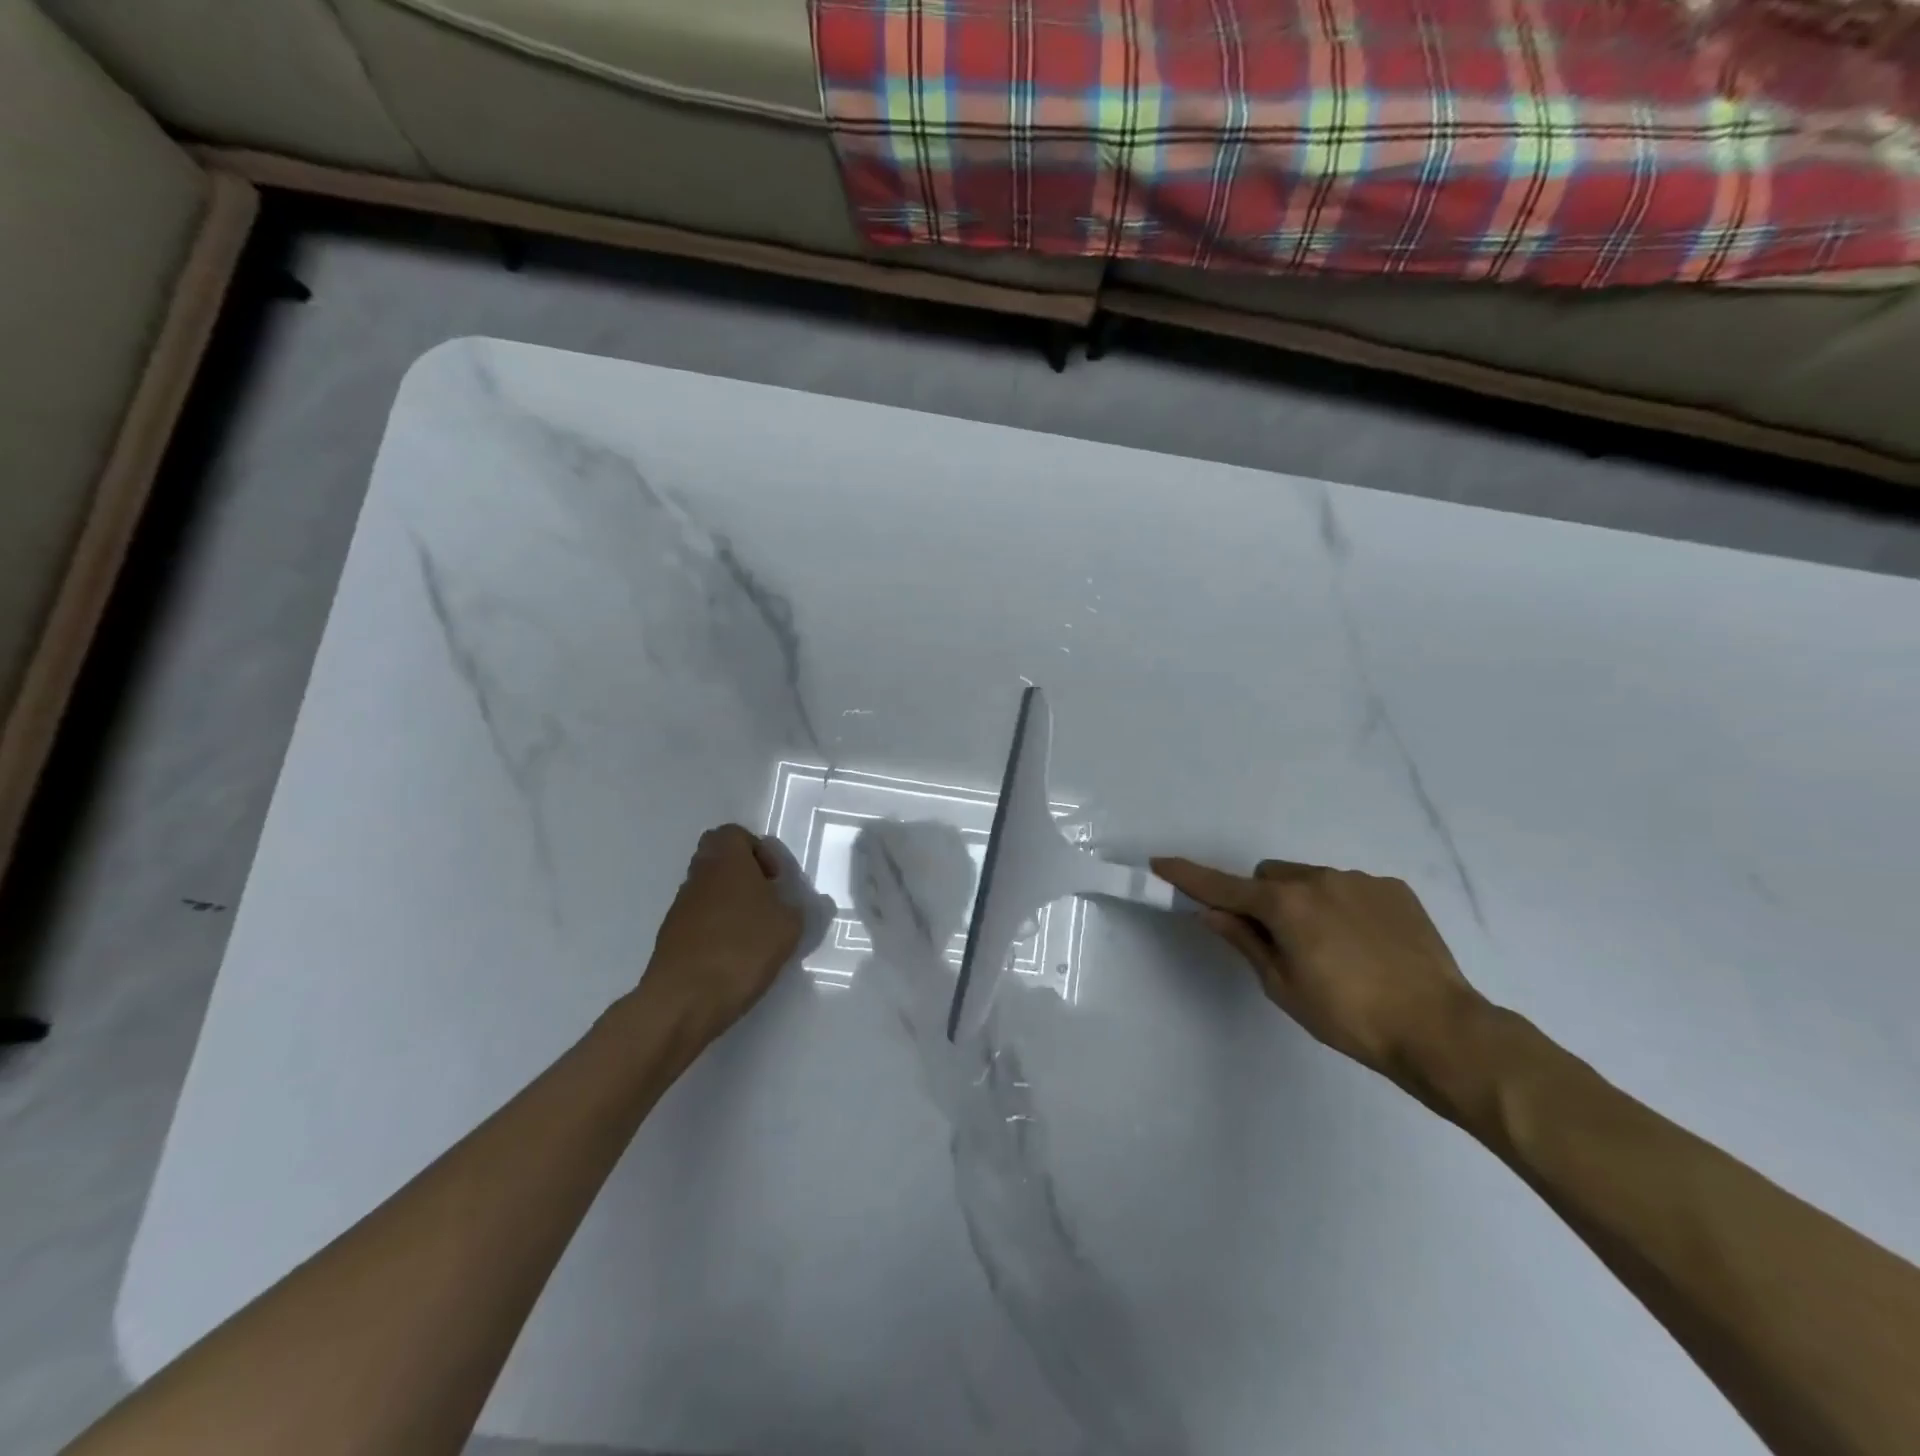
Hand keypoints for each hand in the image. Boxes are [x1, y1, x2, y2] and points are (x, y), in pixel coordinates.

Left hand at [642, 824, 804, 1040]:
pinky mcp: (671, 937)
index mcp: (726, 861)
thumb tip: (791, 905)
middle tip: (765, 900)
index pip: (734, 833)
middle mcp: (699, 876)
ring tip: (754, 933)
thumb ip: (795, 909)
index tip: (774, 879)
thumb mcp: (789, 927)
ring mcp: (680, 907)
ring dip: (730, 902)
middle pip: (718, 859)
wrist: (684, 999)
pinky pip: (699, 919)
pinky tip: (733, 955)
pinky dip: (716, 928)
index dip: (758, 850)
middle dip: (743, 874)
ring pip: (708, 889)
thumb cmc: (742, 948)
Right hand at [1152, 855, 1487, 1086]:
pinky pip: (1349, 887)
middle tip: (1279, 942)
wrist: (1441, 1029)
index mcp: (1286, 905)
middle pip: (1269, 877)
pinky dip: (1342, 907)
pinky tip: (1366, 946)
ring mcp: (1360, 881)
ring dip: (1303, 902)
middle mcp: (1319, 879)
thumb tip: (1211, 913)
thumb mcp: (1284, 987)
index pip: (1223, 887)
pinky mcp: (1394, 890)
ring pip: (1309, 879)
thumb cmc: (1349, 1017)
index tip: (1160, 863)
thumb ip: (1245, 941)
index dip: (1188, 877)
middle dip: (1262, 900)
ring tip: (1333, 950)